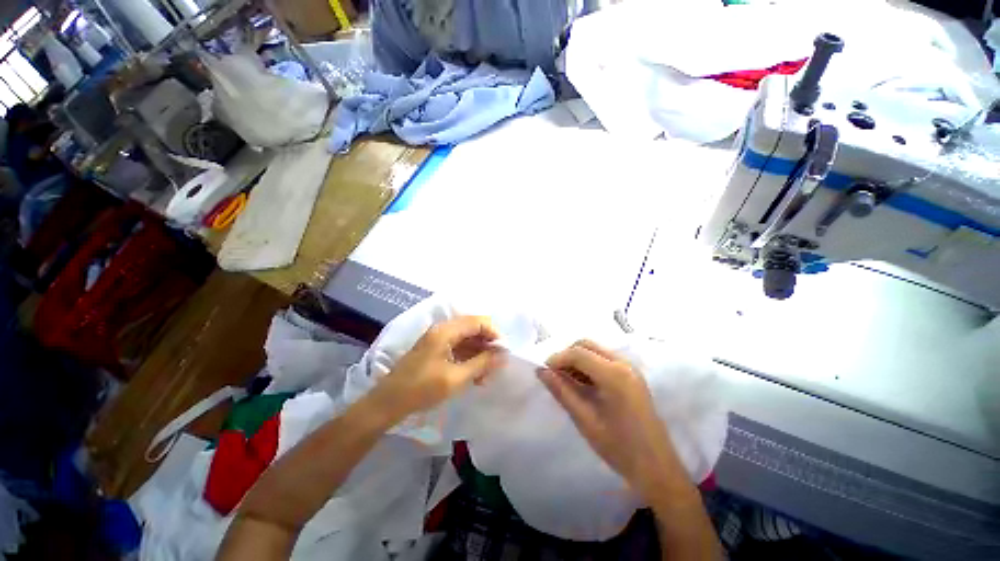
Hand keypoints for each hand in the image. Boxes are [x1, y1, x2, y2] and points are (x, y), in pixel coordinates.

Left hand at [373, 316, 506, 419]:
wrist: (388, 403)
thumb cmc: (422, 389)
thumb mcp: (456, 378)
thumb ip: (482, 364)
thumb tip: (503, 355)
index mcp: (446, 331)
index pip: (478, 322)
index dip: (494, 333)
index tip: (504, 351)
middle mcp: (442, 330)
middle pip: (473, 329)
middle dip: (487, 345)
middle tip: (497, 365)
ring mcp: (437, 339)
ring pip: (467, 339)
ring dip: (479, 354)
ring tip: (487, 375)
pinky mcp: (435, 350)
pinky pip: (458, 348)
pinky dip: (469, 359)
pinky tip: (475, 376)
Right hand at [539, 340, 683, 501]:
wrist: (658, 468)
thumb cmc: (620, 448)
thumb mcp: (585, 420)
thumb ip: (562, 392)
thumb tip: (541, 371)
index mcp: (614, 375)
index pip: (578, 353)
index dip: (557, 358)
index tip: (544, 371)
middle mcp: (624, 364)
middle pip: (587, 345)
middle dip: (567, 355)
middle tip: (555, 375)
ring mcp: (630, 368)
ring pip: (595, 350)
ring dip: (577, 359)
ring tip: (566, 381)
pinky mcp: (632, 375)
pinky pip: (604, 359)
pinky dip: (589, 365)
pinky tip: (583, 384)